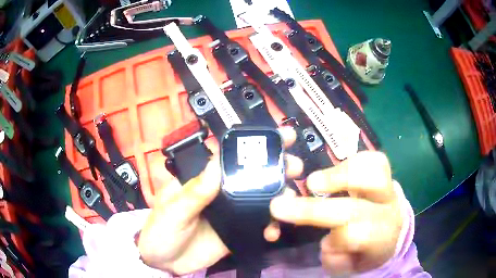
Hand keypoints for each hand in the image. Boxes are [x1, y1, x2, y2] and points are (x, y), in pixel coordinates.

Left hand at [138, 127, 301, 274]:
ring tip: (291, 200)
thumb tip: (216, 165)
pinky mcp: (238, 232)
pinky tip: (273, 232)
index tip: (280, 137)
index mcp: (203, 180)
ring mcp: (232, 213)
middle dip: (276, 167)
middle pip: (251, 176)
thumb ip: (194, 193)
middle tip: (295, 166)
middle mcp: (221, 192)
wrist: (164, 262)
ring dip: (279, 197)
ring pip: (260, 199)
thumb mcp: (173, 211)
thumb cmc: (160, 231)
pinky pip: (258, 225)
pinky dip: (269, 227)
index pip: (229, 157)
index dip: (253, 146)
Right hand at [270, 151, 402, 274]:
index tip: (322, 243)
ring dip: (337, 176)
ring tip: (312, 184)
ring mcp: (389, 188)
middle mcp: (387, 210)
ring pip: (371, 173)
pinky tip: (334, 172)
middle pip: (353, 206)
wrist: (392, 229)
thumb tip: (327, 243)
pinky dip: (351, 162)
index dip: (334, 240)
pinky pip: (372, 159)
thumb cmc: (368, 249)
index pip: (355, 235)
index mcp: (380, 238)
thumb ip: (337, 259)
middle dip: (313, 208)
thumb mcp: (352, 265)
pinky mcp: (385, 172)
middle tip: (279, 206)